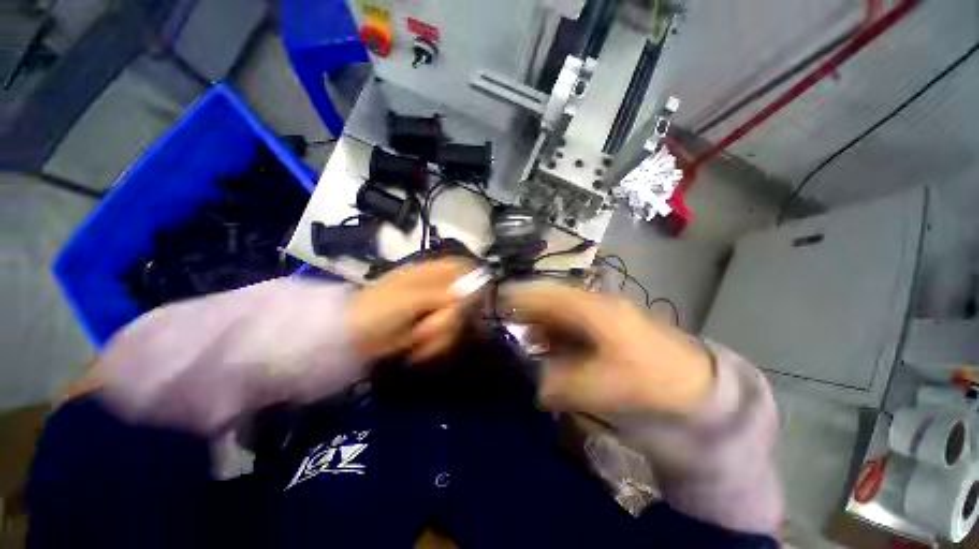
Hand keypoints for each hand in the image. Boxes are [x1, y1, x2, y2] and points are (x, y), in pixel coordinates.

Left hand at [347, 259, 471, 362]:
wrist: (350, 339)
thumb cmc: (375, 311)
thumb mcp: (406, 300)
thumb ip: (437, 295)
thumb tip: (465, 292)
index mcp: (427, 274)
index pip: (458, 267)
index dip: (470, 278)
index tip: (473, 298)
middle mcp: (434, 289)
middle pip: (463, 299)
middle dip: (449, 318)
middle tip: (429, 326)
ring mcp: (432, 310)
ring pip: (456, 321)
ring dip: (440, 334)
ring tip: (417, 339)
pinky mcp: (429, 328)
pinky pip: (446, 336)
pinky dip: (435, 345)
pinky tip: (418, 348)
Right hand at [503, 282, 713, 416]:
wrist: (695, 383)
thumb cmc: (649, 380)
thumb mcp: (601, 387)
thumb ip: (560, 385)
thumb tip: (535, 384)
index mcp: (592, 308)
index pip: (546, 293)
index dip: (519, 295)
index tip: (496, 301)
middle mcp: (593, 301)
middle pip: (550, 296)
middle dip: (526, 307)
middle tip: (505, 322)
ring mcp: (600, 309)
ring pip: (559, 308)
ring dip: (540, 320)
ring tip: (525, 337)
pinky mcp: (604, 321)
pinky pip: (570, 319)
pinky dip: (555, 329)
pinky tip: (549, 344)